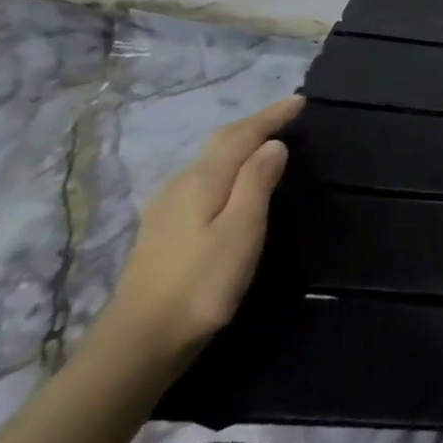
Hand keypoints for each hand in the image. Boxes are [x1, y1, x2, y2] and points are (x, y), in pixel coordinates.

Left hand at [99, 95, 303, 370]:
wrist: (141, 340)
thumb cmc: (202, 282)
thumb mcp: (242, 229)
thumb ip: (257, 182)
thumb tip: (272, 144)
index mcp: (202, 181)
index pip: (240, 136)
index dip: (271, 116)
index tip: (301, 101)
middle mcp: (180, 187)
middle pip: (220, 144)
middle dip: (254, 125)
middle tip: (287, 116)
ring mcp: (166, 210)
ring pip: (209, 162)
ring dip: (239, 145)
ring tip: (267, 142)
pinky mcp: (164, 231)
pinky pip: (202, 180)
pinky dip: (226, 167)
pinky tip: (232, 181)